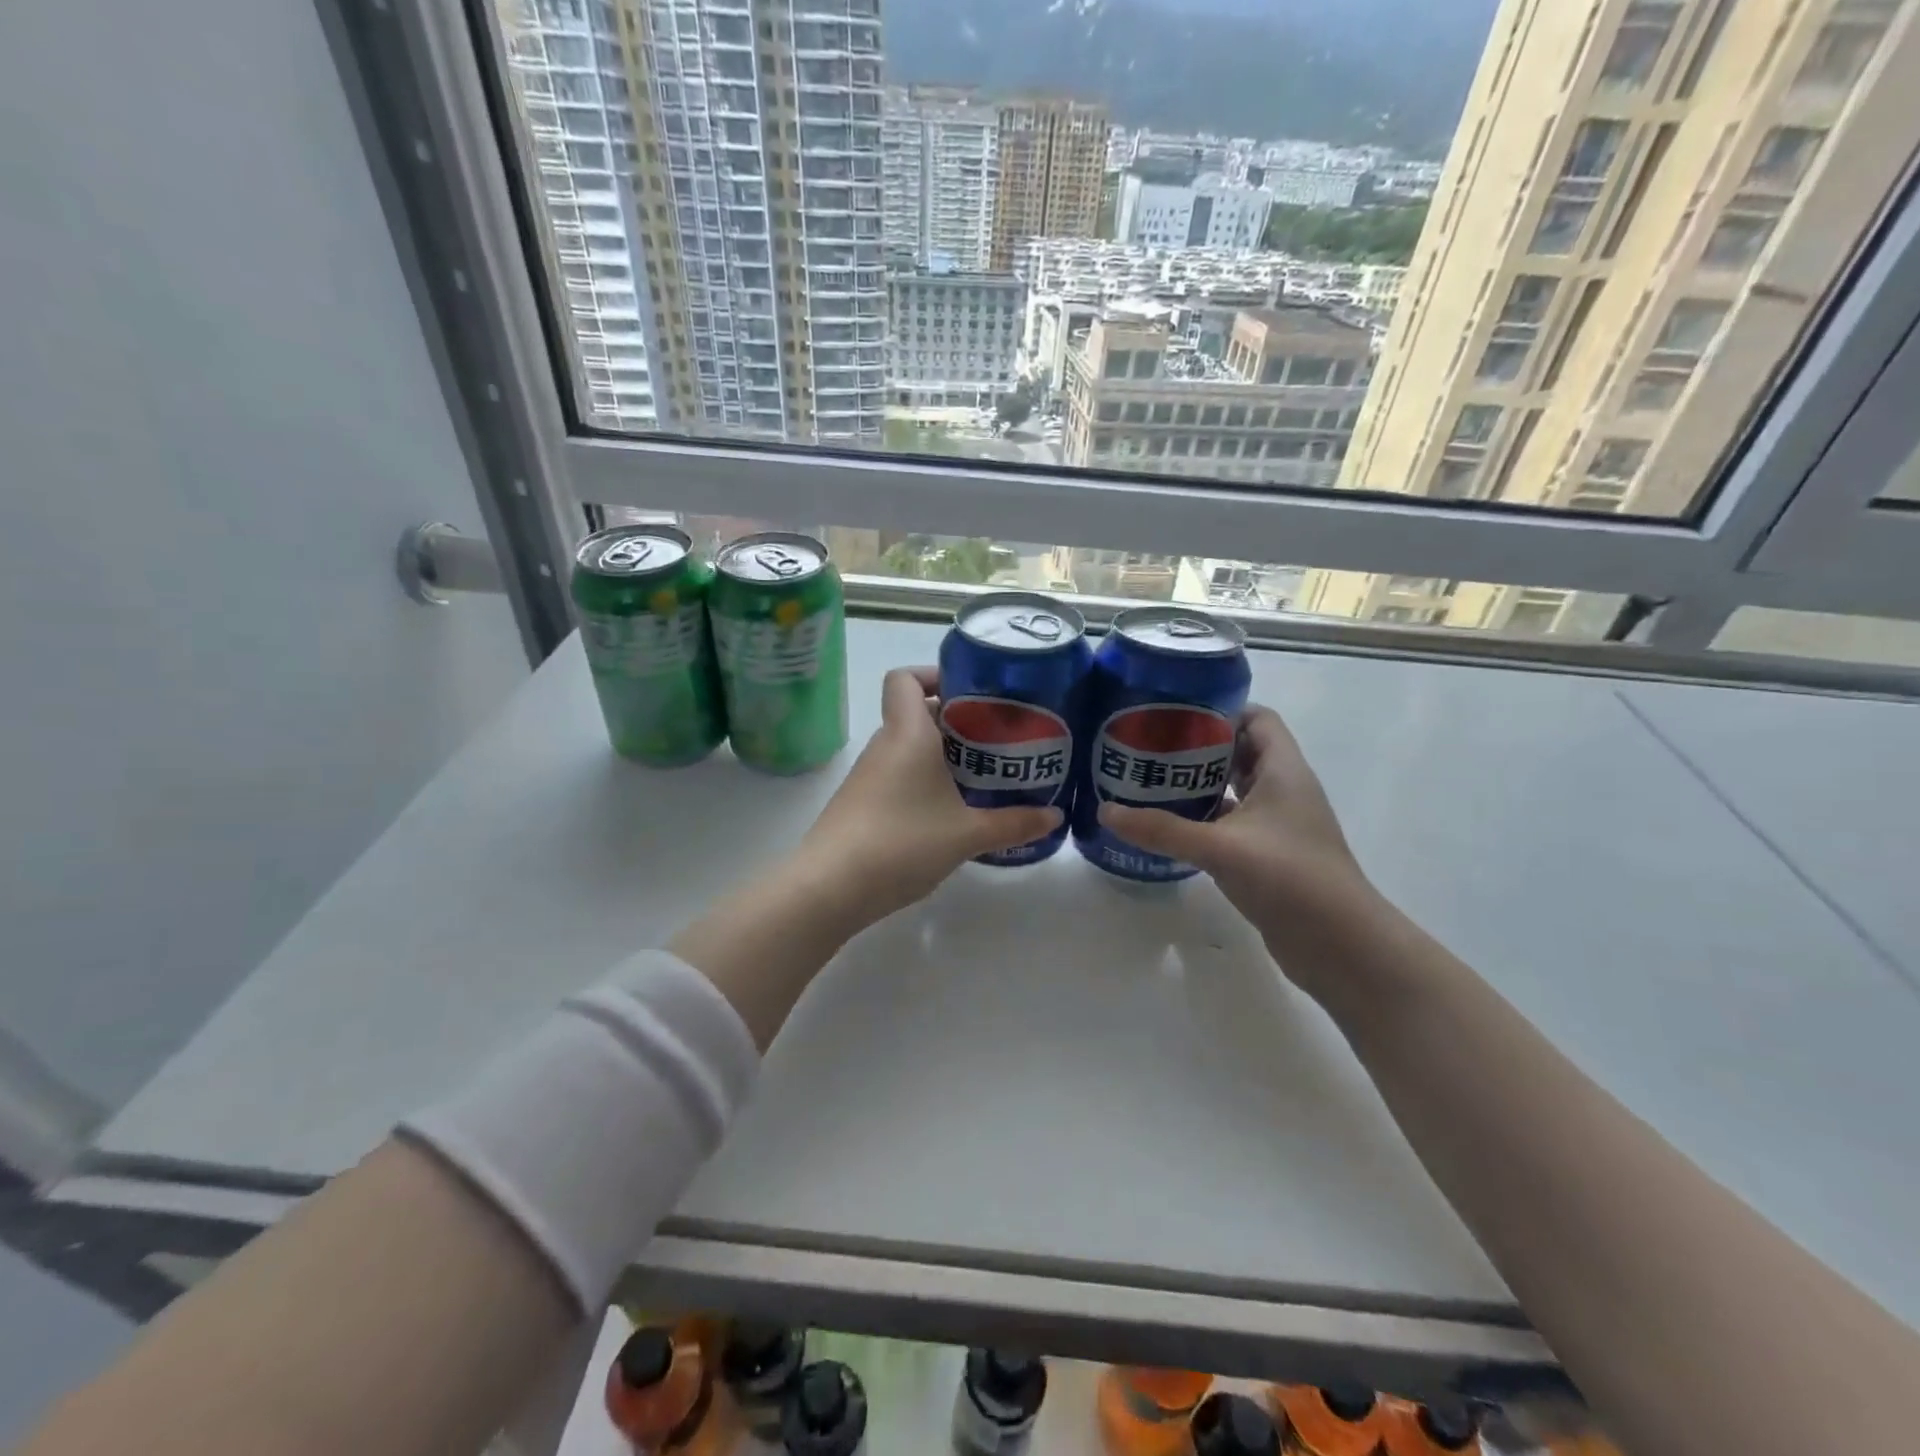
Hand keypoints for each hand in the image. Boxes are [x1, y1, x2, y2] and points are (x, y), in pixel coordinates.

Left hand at [795, 666, 1062, 929]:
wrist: (830, 887)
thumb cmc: (902, 843)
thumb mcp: (967, 835)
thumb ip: (1013, 823)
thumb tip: (1055, 817)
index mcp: (907, 734)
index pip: (905, 678)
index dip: (934, 675)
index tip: (970, 694)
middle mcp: (884, 745)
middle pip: (915, 714)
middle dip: (955, 721)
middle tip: (995, 739)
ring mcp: (868, 776)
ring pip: (908, 748)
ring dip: (941, 755)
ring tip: (981, 776)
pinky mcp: (861, 804)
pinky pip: (897, 777)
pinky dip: (922, 782)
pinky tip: (949, 812)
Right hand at [1098, 705, 1380, 969]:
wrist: (1341, 947)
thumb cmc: (1290, 878)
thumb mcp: (1220, 848)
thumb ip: (1162, 829)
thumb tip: (1105, 810)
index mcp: (1283, 771)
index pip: (1257, 718)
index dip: (1219, 710)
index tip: (1173, 714)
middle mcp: (1283, 791)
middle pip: (1240, 752)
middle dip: (1197, 747)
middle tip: (1149, 747)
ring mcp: (1278, 826)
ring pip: (1234, 790)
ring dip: (1198, 785)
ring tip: (1149, 782)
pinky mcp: (1269, 856)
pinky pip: (1231, 824)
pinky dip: (1203, 820)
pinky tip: (1169, 827)